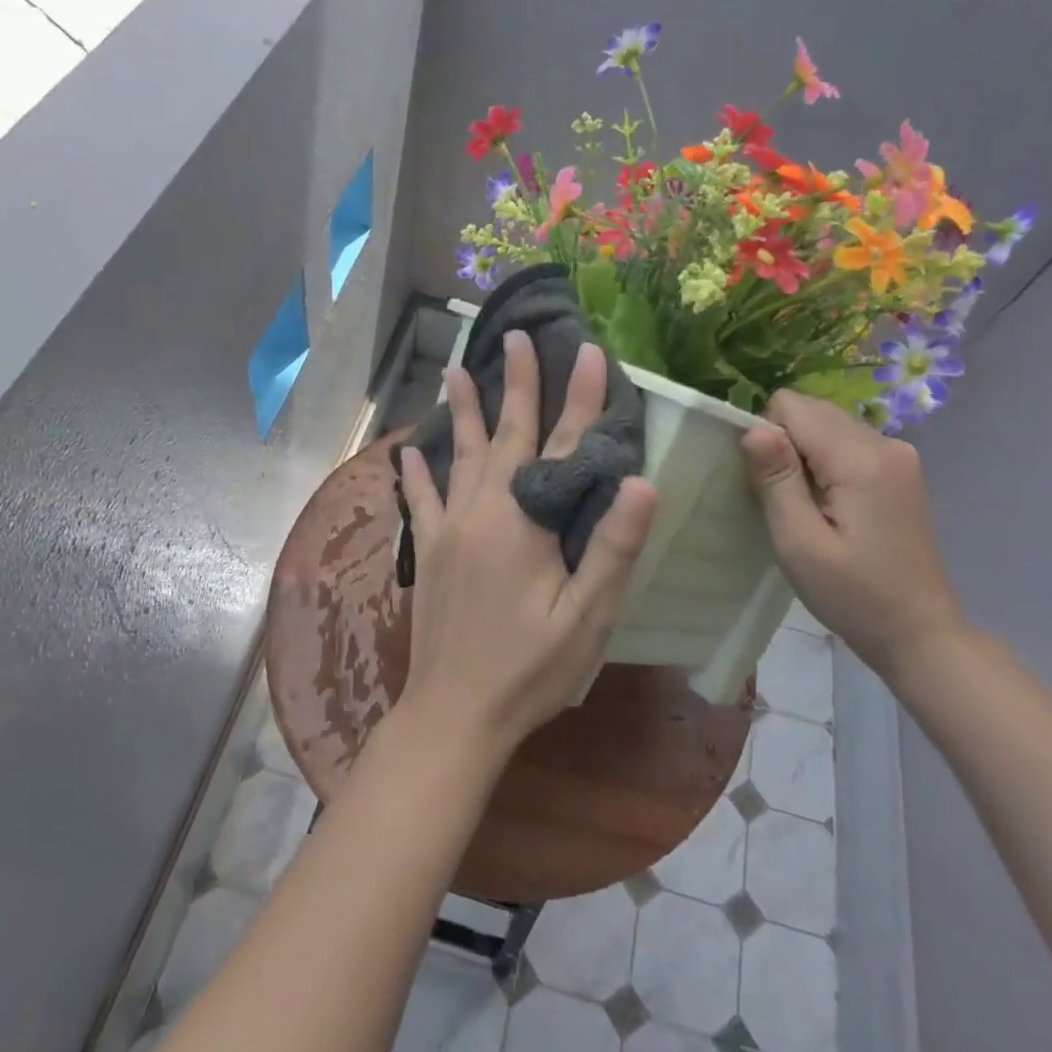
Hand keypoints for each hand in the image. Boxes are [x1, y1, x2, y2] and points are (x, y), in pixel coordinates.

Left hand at [396, 331, 658, 761]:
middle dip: (517, 384)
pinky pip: (421, 500)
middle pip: (505, 435)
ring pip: (459, 455)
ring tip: (456, 369)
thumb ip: (611, 549)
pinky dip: (415, 472)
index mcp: (526, 523)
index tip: (589, 351)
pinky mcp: (428, 552)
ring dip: (462, 410)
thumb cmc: (529, 671)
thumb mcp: (586, 618)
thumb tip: (644, 484)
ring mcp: (449, 529)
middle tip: (517, 337)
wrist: (454, 714)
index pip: (563, 447)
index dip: (580, 399)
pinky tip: (407, 449)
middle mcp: (483, 512)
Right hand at [739, 390, 967, 683]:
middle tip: (787, 500)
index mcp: (860, 458)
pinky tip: (829, 505)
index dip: (767, 438)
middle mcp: (884, 442)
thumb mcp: (799, 543)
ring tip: (807, 506)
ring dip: (804, 454)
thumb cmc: (852, 594)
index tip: (769, 486)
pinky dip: (825, 462)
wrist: (918, 632)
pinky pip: (846, 442)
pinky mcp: (899, 469)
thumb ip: (776, 480)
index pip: (791, 406)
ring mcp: (898, 454)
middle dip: (785, 444)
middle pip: (811, 409)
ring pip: (827, 423)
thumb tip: (753, 428)